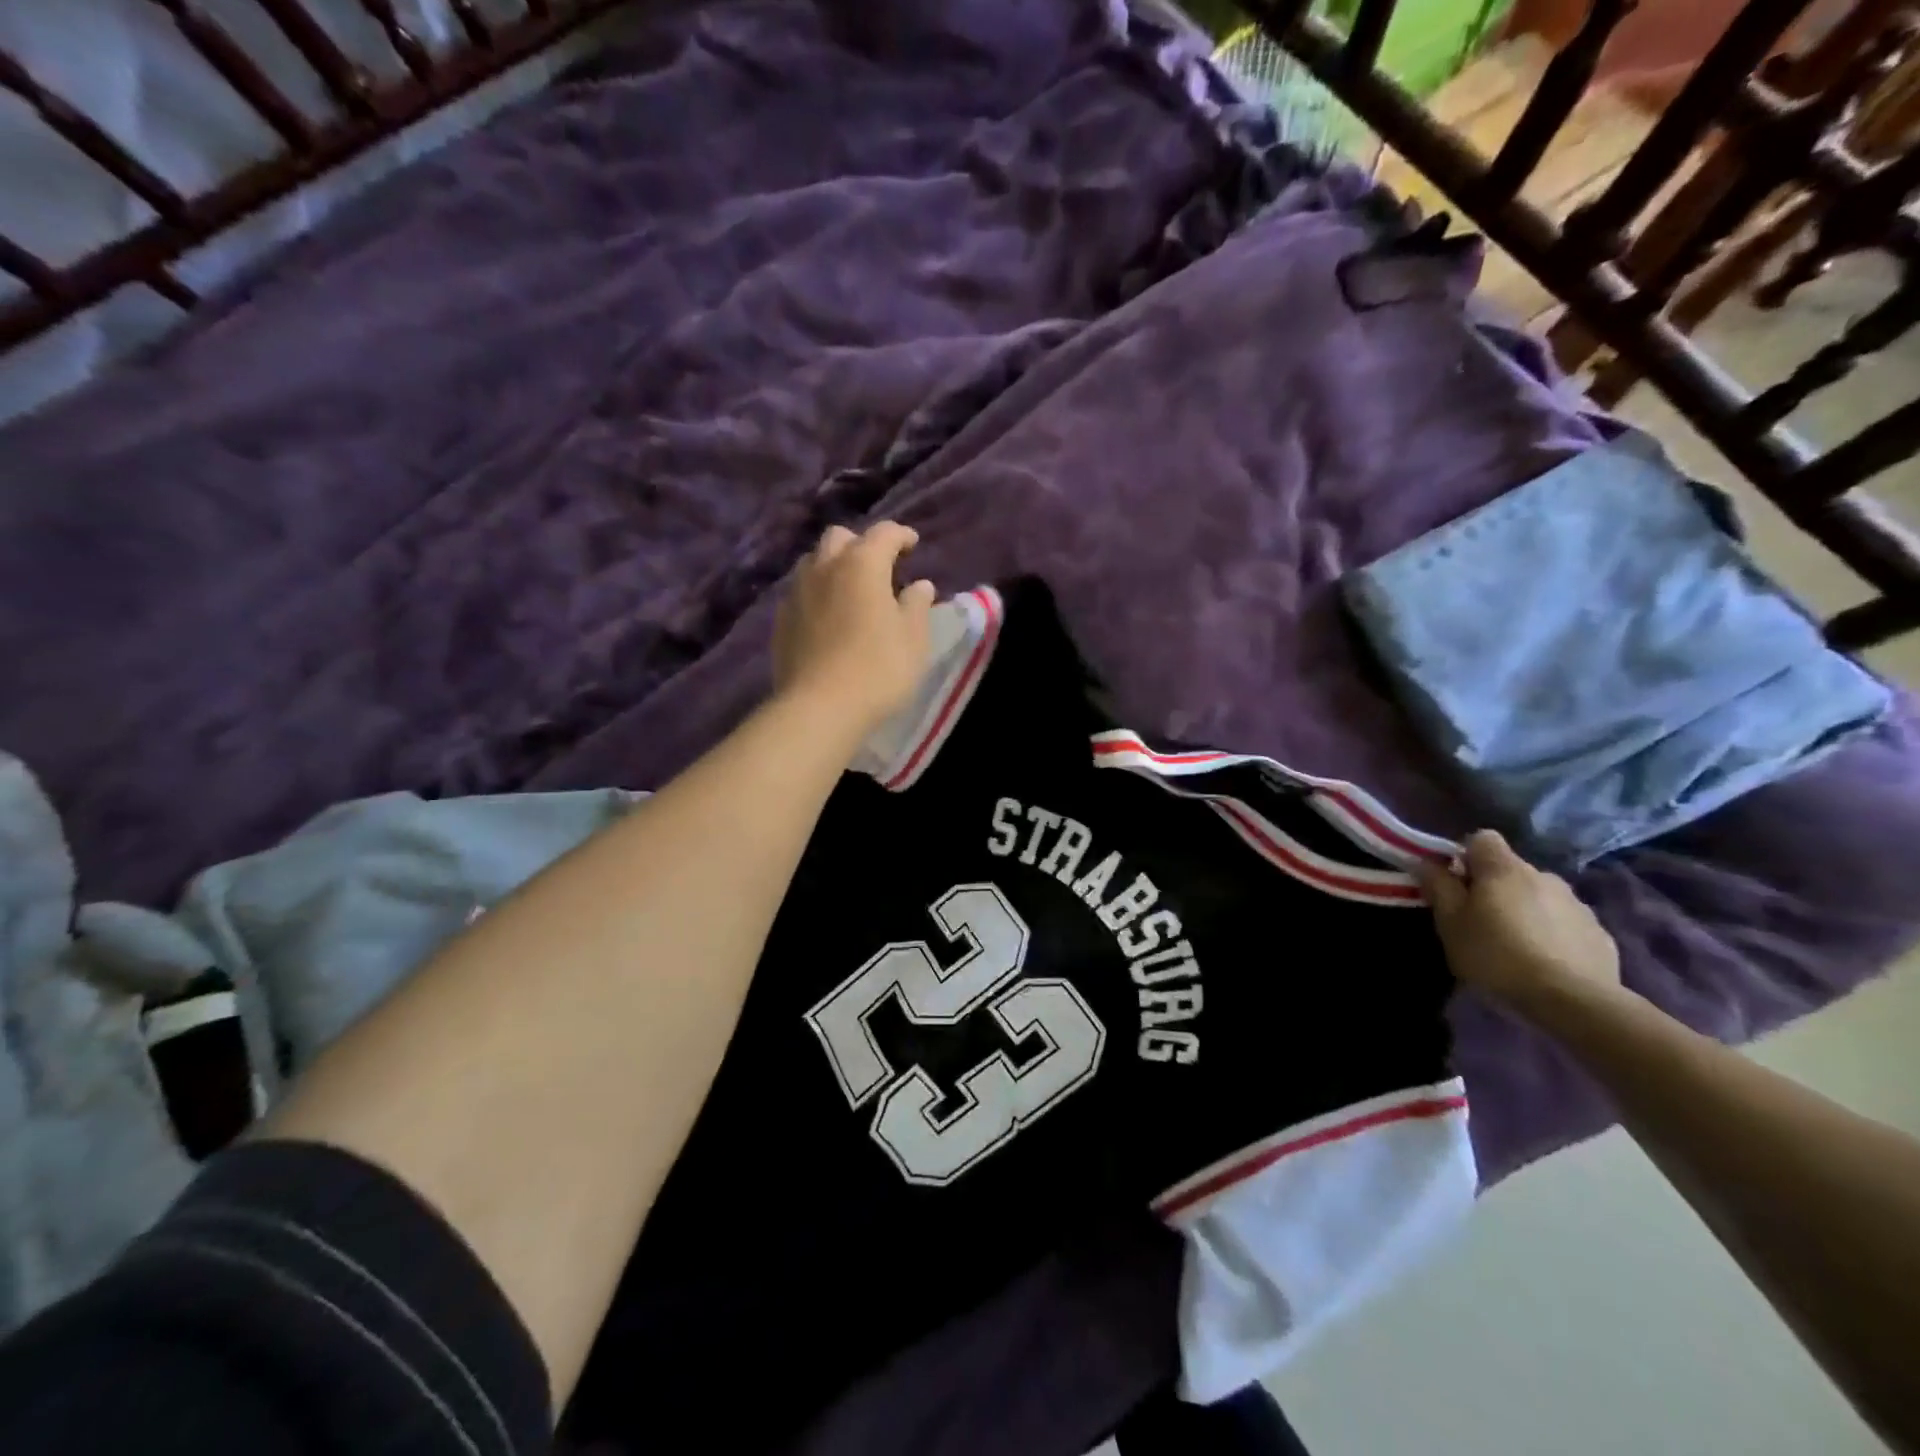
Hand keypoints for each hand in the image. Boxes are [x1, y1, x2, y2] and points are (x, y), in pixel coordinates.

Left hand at [773, 522, 936, 738]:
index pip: (884, 533)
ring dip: (834, 565)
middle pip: (840, 537)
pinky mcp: (781, 620)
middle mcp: (824, 567)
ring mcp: (797, 592)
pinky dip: (817, 593)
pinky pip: (800, 592)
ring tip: (850, 589)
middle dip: (861, 544)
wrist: (819, 708)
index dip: (901, 535)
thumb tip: (920, 585)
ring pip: (813, 561)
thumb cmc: (878, 669)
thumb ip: (917, 605)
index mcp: (862, 564)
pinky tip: (828, 616)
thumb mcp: (913, 639)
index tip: (913, 545)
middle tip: (880, 567)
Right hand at [1416, 830, 1620, 1016]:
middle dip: (1495, 887)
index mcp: (1504, 869)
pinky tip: (1546, 961)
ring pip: (1540, 896)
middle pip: (1511, 870)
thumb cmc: (1497, 955)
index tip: (1456, 884)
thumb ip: (1439, 888)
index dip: (1465, 856)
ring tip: (1516, 945)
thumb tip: (1427, 863)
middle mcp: (1544, 876)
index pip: (1482, 839)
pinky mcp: (1600, 933)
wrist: (1573, 1002)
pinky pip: (1566, 922)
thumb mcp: (1451, 924)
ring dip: (1526, 909)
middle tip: (1480, 920)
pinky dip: (1553, 933)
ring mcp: (1578, 904)